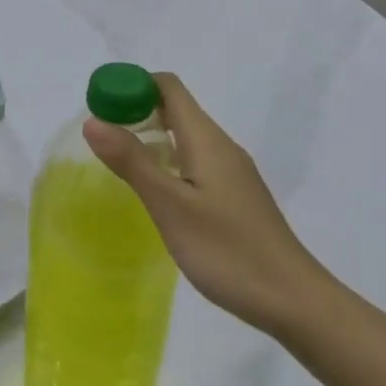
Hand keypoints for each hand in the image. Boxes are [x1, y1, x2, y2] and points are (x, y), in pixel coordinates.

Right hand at [84, 73, 332, 334]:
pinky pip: (193, 162)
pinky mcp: (233, 196)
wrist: (291, 299)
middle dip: (135, 111)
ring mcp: (230, 173)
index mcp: (207, 140)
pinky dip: (165, 162)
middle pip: (175, 109)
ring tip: (116, 162)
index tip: (99, 106)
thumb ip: (133, 162)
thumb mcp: (171, 206)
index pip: (168, 88)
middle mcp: (221, 147)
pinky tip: (152, 191)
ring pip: (184, 138)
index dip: (132, 86)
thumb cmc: (228, 251)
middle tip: (99, 137)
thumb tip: (93, 120)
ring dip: (149, 137)